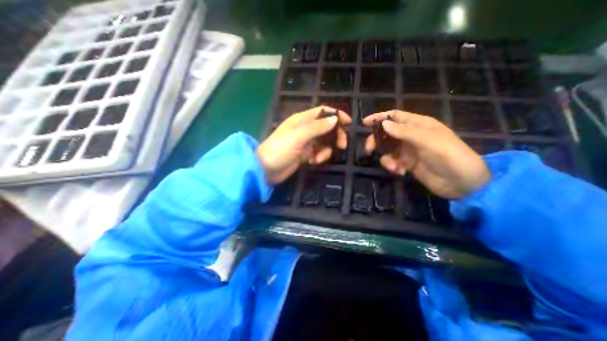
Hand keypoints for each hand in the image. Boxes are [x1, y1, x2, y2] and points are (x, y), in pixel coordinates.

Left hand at [256, 106, 351, 182]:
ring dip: (326, 150)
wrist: (266, 170)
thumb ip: (317, 127)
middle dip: (335, 135)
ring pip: (324, 142)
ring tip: (319, 158)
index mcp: (302, 120)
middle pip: (326, 127)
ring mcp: (305, 143)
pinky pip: (318, 153)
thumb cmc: (280, 149)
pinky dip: (319, 157)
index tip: (348, 123)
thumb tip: (335, 118)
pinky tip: (313, 162)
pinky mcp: (305, 154)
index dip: (336, 114)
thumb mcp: (298, 136)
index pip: (322, 111)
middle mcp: (305, 129)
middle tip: (342, 145)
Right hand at [363, 111, 488, 197]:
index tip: (365, 122)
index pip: (396, 116)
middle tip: (369, 148)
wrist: (462, 183)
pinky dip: (392, 166)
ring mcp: (409, 150)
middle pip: (388, 133)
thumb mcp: (427, 140)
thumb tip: (383, 123)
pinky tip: (400, 172)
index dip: (380, 117)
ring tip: (392, 166)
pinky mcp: (407, 164)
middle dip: (377, 140)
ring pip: (388, 149)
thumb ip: (404, 132)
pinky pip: (393, 161)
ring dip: (386, 157)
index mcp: (419, 125)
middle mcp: (412, 136)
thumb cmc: (448, 155)